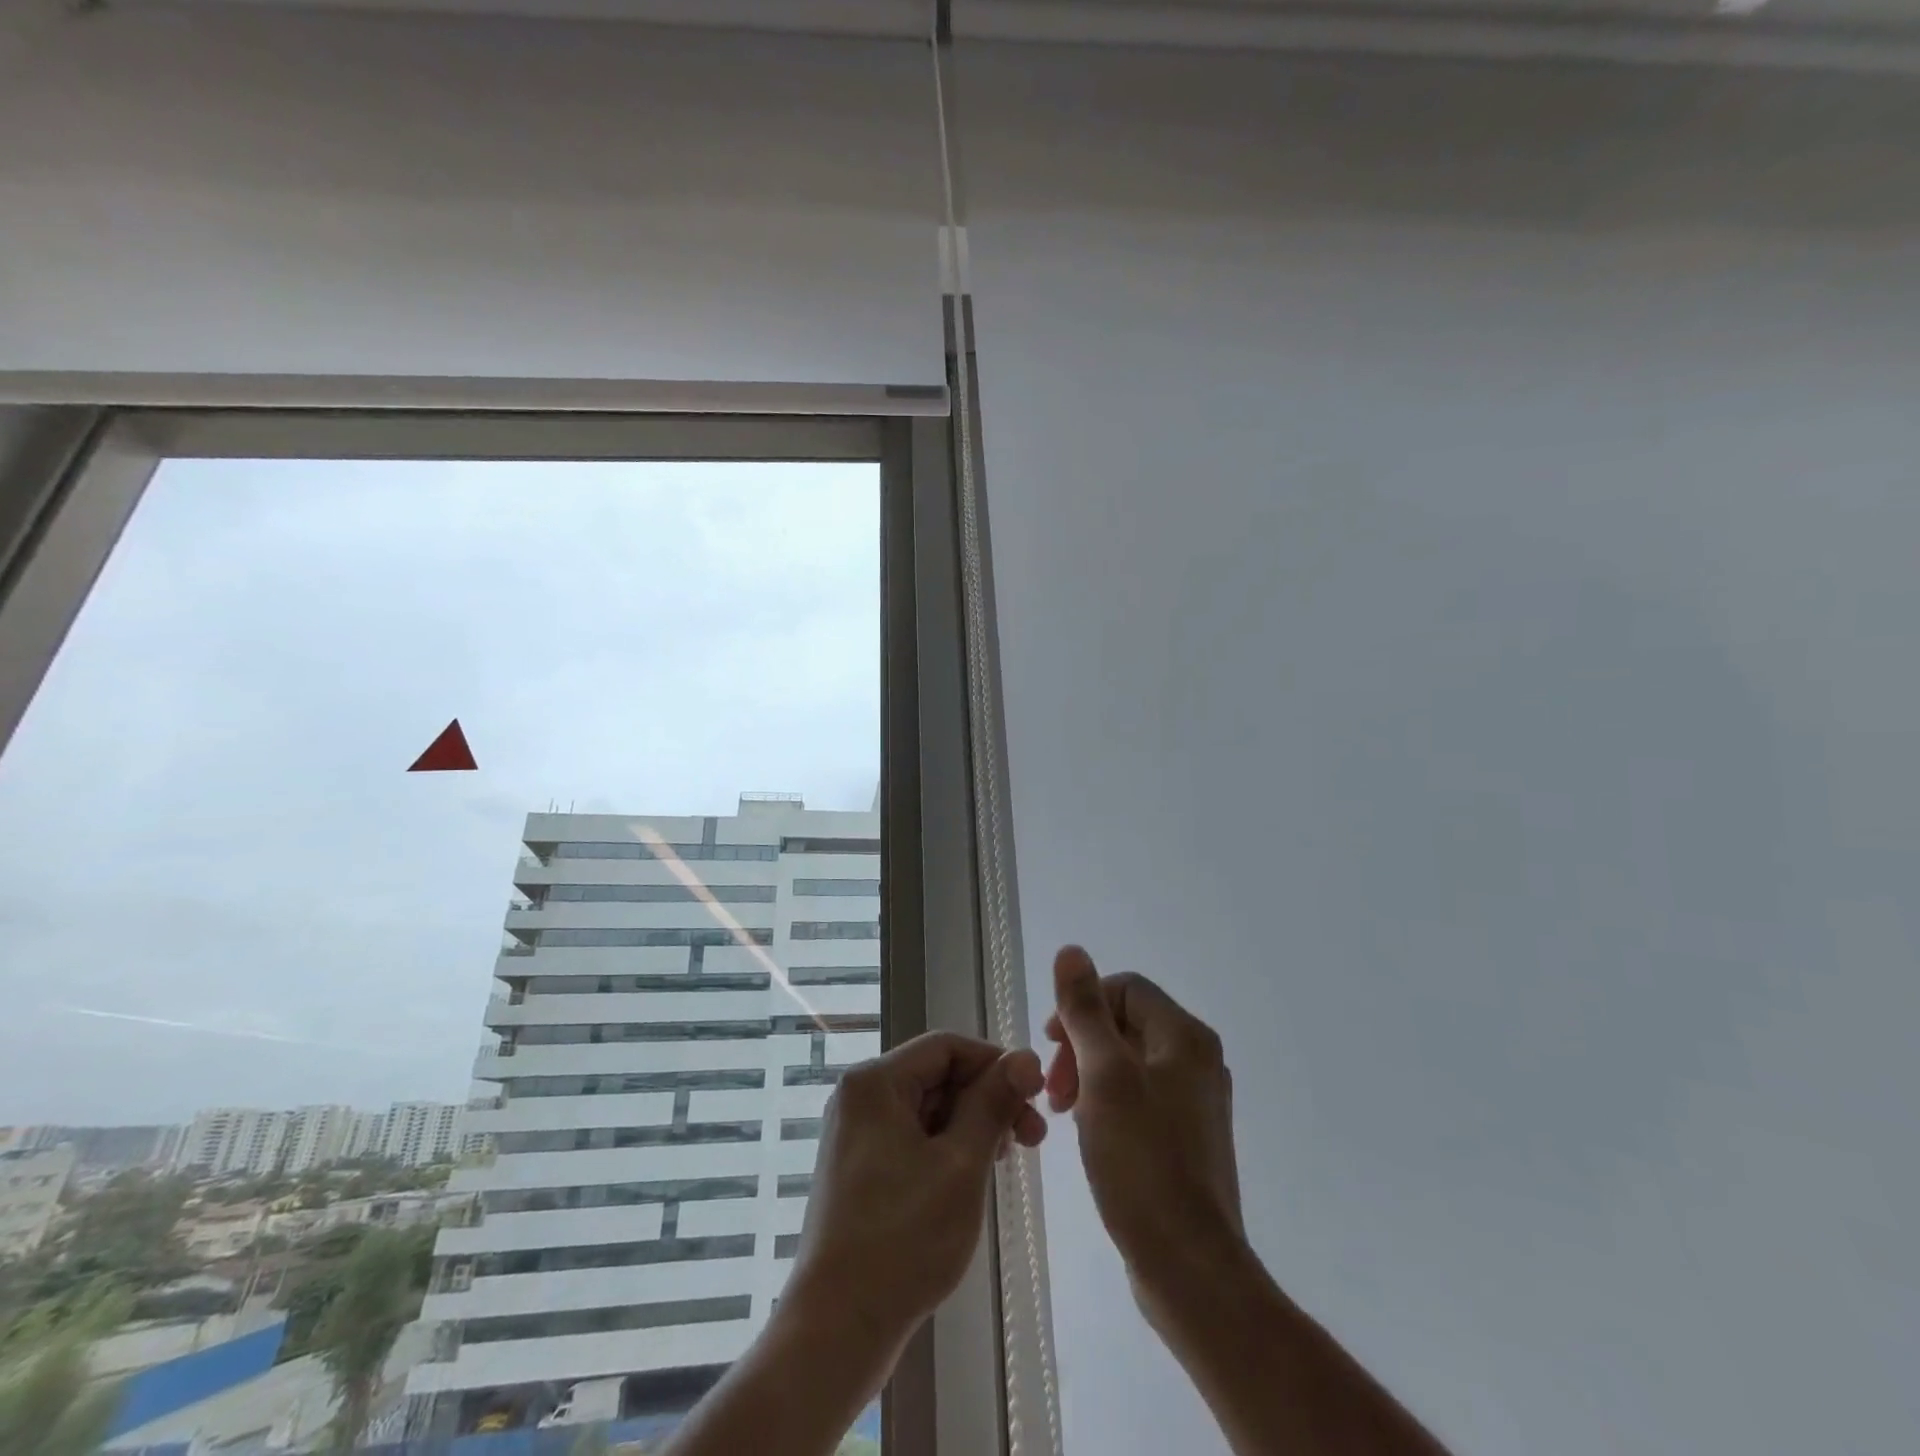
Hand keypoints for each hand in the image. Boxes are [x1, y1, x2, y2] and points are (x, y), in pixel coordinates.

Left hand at [787, 1031, 1046, 1354]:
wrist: (835, 1329)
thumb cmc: (903, 1239)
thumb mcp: (961, 1164)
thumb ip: (993, 1103)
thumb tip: (1026, 1056)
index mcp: (876, 1082)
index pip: (946, 1046)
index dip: (995, 1063)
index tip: (1034, 1096)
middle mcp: (860, 1096)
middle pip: (936, 1075)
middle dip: (987, 1098)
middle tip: (1033, 1138)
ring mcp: (856, 1133)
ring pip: (927, 1108)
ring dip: (971, 1125)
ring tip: (1008, 1159)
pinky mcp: (859, 1167)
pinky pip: (911, 1137)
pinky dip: (946, 1148)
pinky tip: (973, 1175)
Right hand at [1045, 946, 1244, 1319]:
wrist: (1189, 1266)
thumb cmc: (1141, 1161)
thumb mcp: (1103, 1076)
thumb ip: (1084, 1010)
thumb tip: (1071, 950)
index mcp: (1185, 1037)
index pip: (1126, 989)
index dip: (1083, 1006)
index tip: (1050, 1043)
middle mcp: (1197, 1060)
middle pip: (1127, 1024)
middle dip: (1081, 1044)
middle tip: (1053, 1086)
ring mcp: (1195, 1101)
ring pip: (1130, 1062)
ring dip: (1089, 1074)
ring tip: (1062, 1111)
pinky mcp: (1187, 1137)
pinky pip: (1140, 1096)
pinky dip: (1107, 1101)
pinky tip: (1088, 1132)